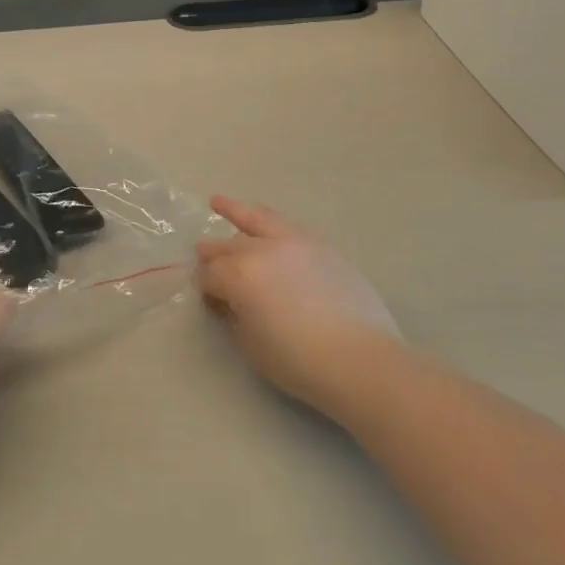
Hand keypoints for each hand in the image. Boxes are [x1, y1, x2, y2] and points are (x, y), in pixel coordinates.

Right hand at [197, 196, 400, 416]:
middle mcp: (261, 249)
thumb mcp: (251, 344)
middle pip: (227, 246)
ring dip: (234, 211)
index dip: (205, 288)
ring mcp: (293, 242)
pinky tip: (264, 222)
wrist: (361, 360)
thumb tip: (233, 301)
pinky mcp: (320, 245)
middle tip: (203, 255)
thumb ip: (235, 315)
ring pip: (256, 219)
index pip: (210, 275)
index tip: (210, 302)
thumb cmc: (299, 362)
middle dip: (212, 253)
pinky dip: (267, 221)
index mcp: (239, 275)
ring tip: (218, 202)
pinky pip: (285, 225)